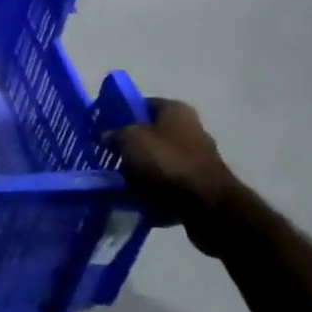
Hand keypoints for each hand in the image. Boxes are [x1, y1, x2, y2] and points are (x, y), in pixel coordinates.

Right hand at [107, 99, 243, 255]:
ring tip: (119, 182)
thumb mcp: (130, 140)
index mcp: (176, 110)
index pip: (142, 104)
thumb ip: (115, 134)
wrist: (207, 206)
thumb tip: (107, 137)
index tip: (104, 129)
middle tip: (110, 157)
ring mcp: (197, 158)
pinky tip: (137, 199)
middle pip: (150, 134)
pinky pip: (168, 183)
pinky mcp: (199, 184)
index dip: (122, 115)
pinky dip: (154, 190)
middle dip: (130, 146)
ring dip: (141, 171)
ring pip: (158, 160)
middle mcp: (190, 129)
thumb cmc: (168, 162)